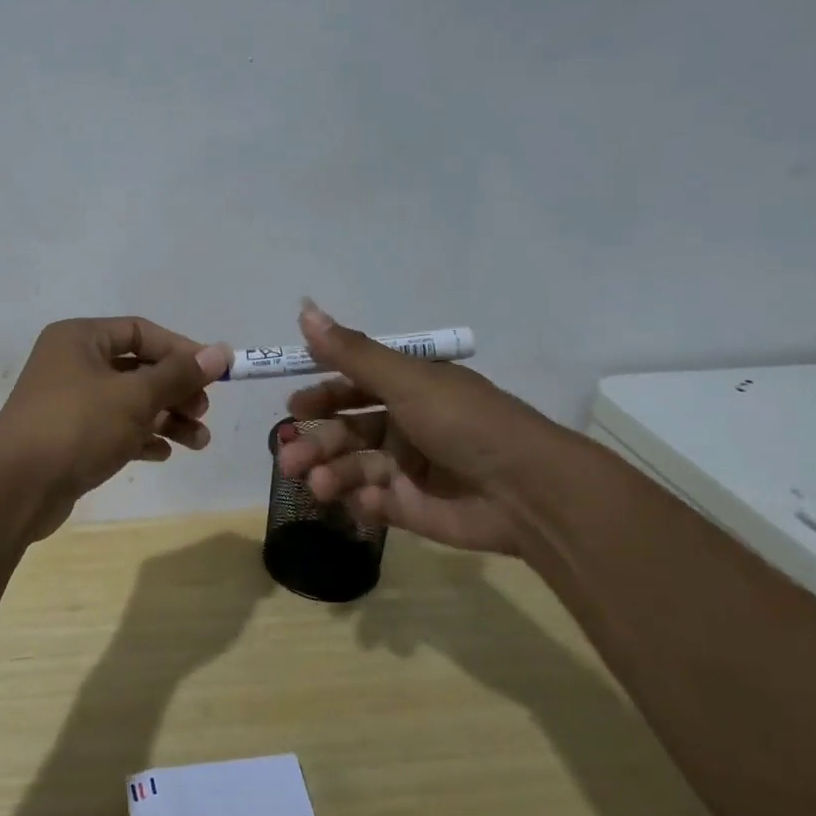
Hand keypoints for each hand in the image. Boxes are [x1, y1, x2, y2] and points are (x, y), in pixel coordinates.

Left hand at [0, 318, 230, 540]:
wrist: (16, 486)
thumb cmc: (78, 426)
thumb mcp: (135, 396)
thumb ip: (180, 374)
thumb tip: (221, 351)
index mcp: (80, 339)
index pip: (140, 332)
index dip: (181, 351)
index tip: (214, 374)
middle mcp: (72, 364)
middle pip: (137, 369)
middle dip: (175, 391)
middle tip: (202, 412)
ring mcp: (68, 403)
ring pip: (128, 403)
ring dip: (166, 419)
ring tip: (199, 442)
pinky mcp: (69, 439)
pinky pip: (113, 430)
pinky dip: (140, 438)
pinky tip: (165, 453)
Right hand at [275, 301, 562, 556]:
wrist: (527, 491)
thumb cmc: (464, 423)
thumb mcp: (406, 381)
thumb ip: (352, 352)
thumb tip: (304, 308)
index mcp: (409, 390)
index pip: (354, 386)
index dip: (322, 394)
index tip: (293, 405)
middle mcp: (405, 426)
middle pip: (346, 430)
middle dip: (315, 442)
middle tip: (288, 457)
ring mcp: (407, 469)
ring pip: (352, 467)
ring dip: (329, 473)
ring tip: (316, 484)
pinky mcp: (411, 508)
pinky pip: (372, 502)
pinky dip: (362, 502)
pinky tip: (366, 502)